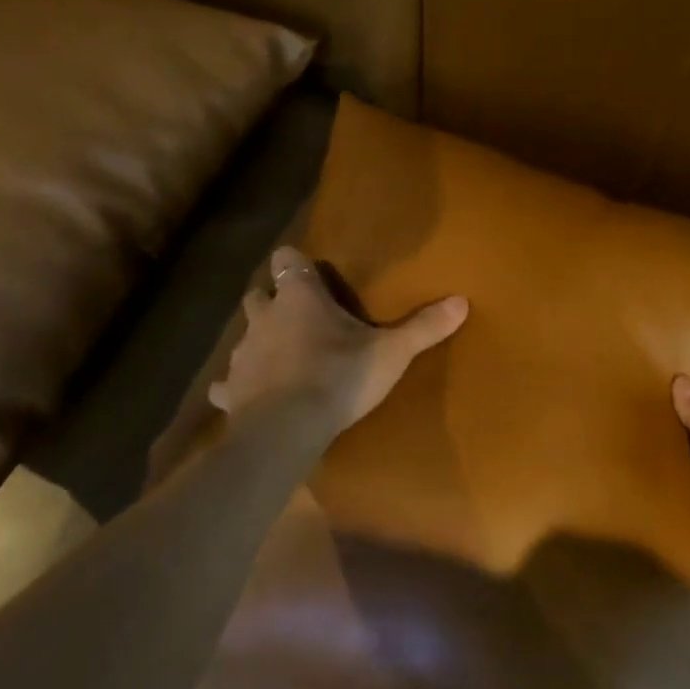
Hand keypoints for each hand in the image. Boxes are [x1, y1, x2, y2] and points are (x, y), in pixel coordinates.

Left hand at [209, 246, 468, 433]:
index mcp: (299, 298)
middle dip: (274, 301)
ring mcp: (242, 353)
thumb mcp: (391, 353)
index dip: (296, 263)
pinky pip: (227, 383)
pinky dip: (238, 385)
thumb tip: (462, 301)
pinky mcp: (229, 389)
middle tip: (300, 317)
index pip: (287, 259)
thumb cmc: (339, 377)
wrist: (287, 429)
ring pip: (244, 335)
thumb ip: (424, 326)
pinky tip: (251, 396)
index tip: (312, 274)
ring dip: (259, 341)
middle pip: (259, 294)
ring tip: (282, 358)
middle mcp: (264, 317)